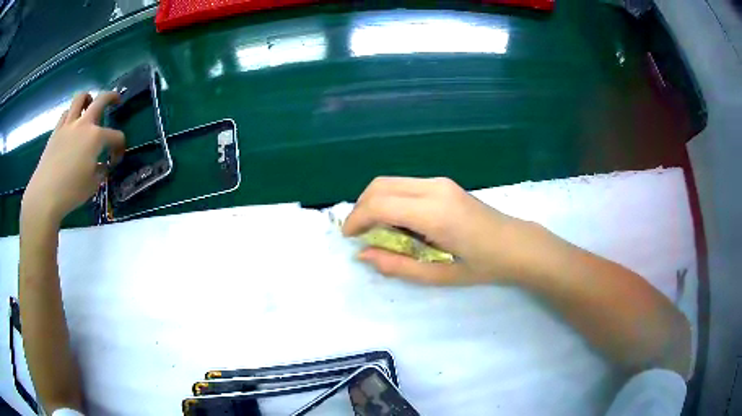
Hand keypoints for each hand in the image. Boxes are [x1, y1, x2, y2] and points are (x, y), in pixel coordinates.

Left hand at [22, 92, 124, 225]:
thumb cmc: (71, 191)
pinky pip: (66, 113)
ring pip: (80, 98)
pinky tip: (72, 123)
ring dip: (88, 99)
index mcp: (96, 137)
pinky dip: (71, 114)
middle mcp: (84, 124)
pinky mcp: (56, 131)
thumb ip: (101, 170)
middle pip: (101, 100)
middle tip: (116, 101)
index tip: (116, 160)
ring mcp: (68, 125)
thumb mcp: (93, 185)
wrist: (45, 194)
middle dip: (112, 97)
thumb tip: (103, 165)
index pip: (116, 136)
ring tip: (89, 105)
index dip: (119, 147)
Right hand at [343, 177, 543, 284]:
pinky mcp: (443, 183)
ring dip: (375, 202)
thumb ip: (397, 265)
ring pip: (391, 181)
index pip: (379, 204)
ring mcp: (440, 182)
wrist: (516, 244)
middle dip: (361, 207)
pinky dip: (390, 199)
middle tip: (359, 234)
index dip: (357, 219)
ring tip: (376, 230)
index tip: (349, 238)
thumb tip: (364, 254)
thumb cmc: (483, 265)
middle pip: (380, 185)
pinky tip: (398, 222)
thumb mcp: (439, 275)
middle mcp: (434, 188)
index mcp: (434, 213)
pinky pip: (405, 185)